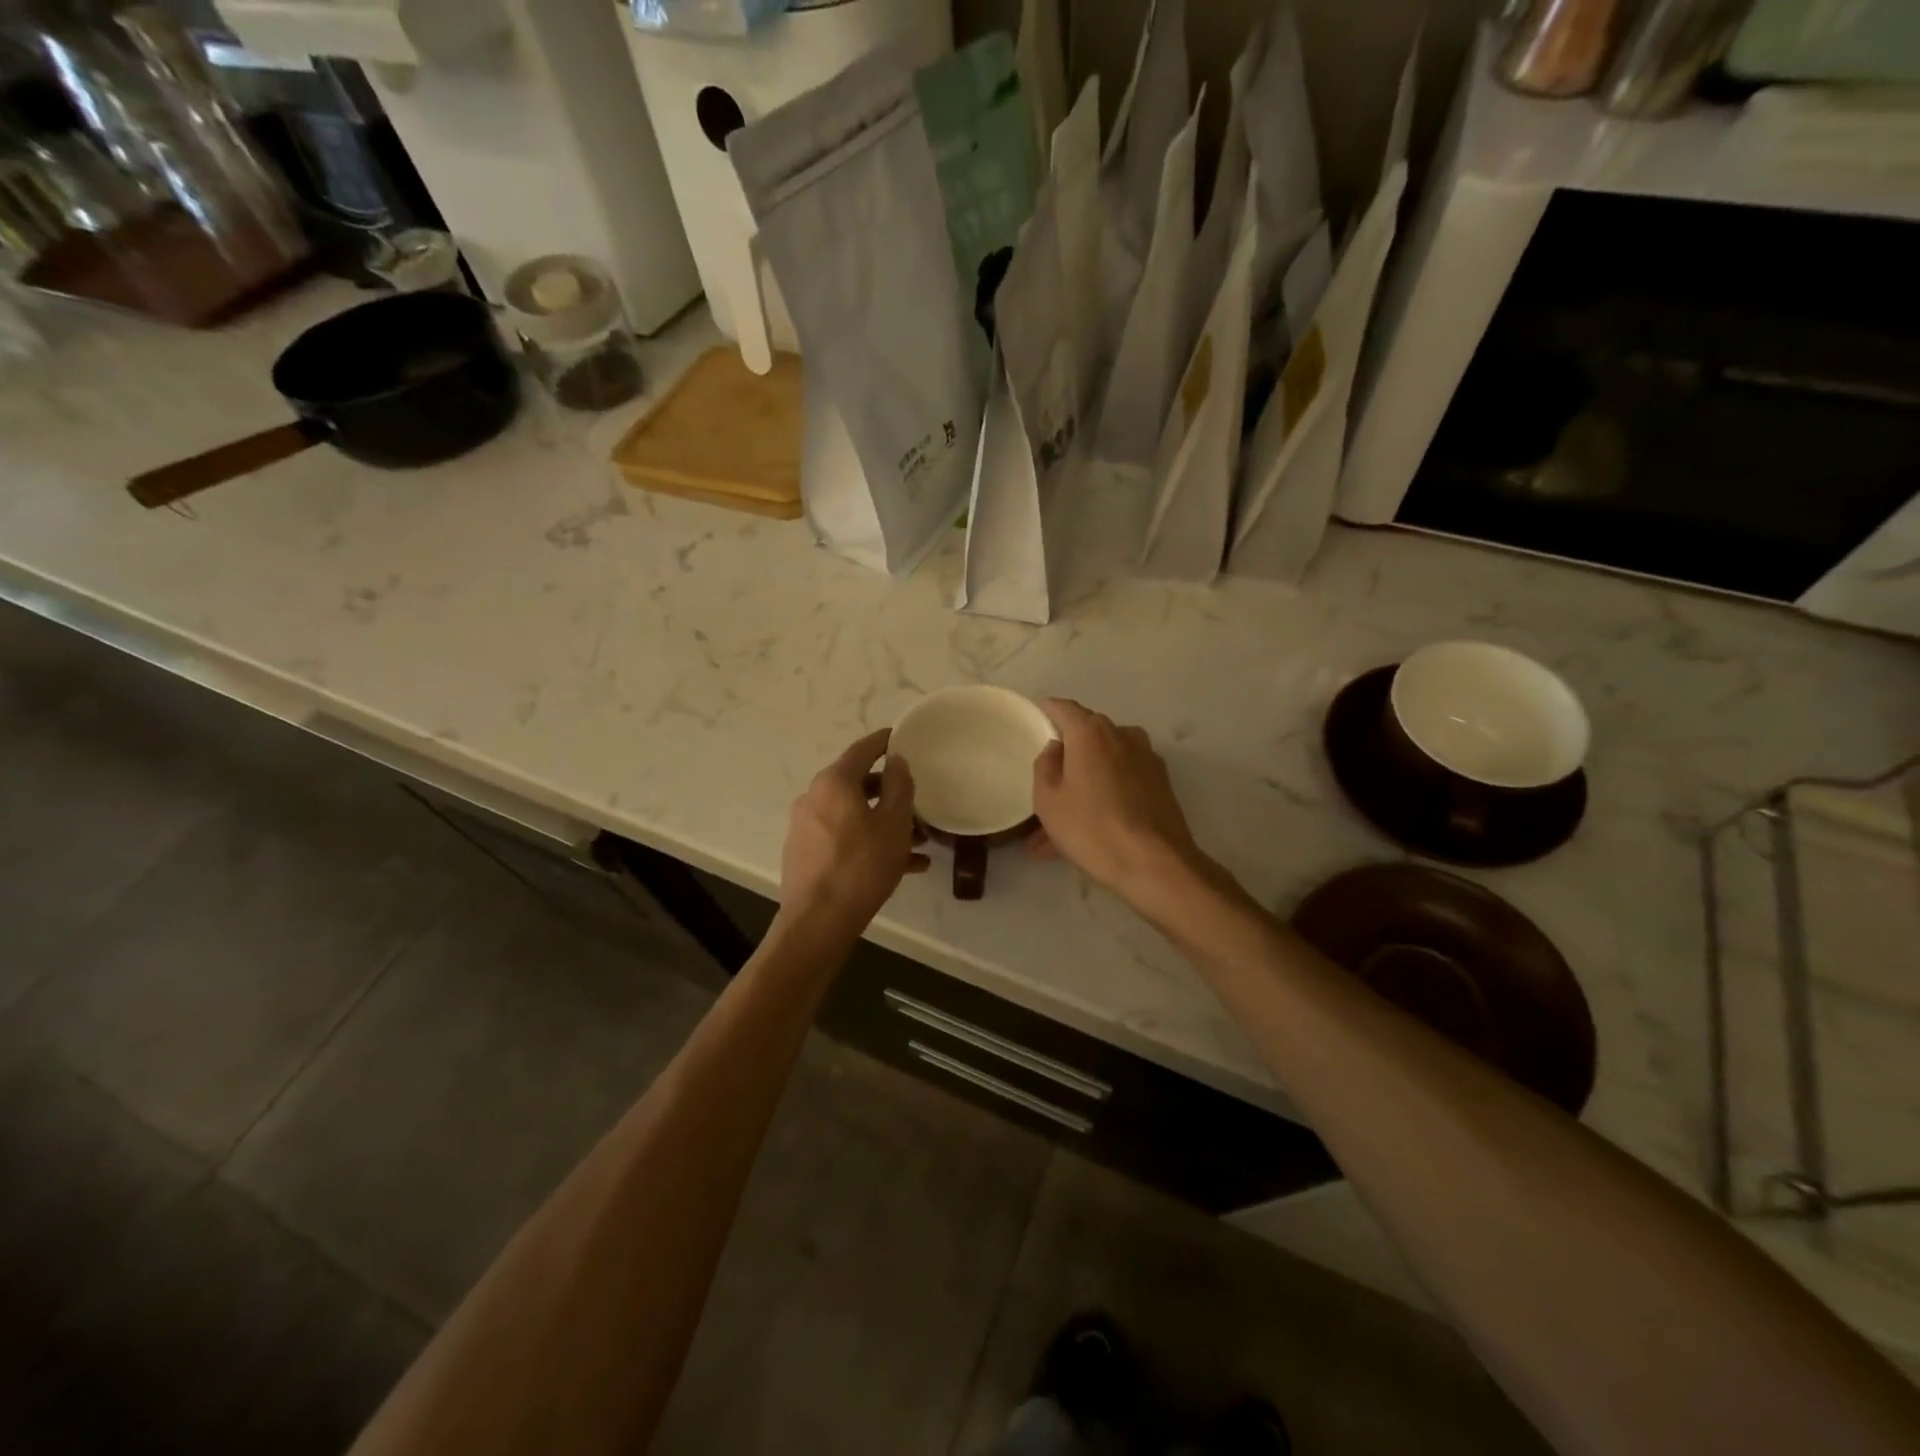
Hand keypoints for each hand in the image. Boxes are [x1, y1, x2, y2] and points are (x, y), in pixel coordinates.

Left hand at [780, 728, 927, 931]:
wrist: (818, 922)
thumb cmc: (861, 866)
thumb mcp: (893, 824)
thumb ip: (898, 785)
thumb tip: (896, 760)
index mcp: (833, 783)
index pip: (862, 750)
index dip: (884, 741)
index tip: (902, 737)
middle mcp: (814, 798)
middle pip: (858, 784)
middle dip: (890, 792)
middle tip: (918, 800)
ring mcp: (806, 827)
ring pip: (853, 814)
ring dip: (884, 822)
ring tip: (919, 842)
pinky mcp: (806, 853)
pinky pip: (844, 838)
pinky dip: (870, 842)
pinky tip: (903, 865)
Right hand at [1030, 698, 1203, 902]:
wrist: (1154, 863)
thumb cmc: (1091, 827)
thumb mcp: (1048, 799)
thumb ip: (1045, 765)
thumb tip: (1056, 748)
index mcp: (1091, 732)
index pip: (1063, 708)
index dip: (1046, 710)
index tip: (1033, 716)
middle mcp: (1122, 735)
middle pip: (1086, 736)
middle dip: (1065, 758)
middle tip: (1044, 784)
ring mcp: (1146, 759)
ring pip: (1103, 766)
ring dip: (1082, 786)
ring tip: (1058, 827)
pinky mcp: (1160, 784)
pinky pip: (1121, 783)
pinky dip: (1103, 798)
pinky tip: (1088, 830)